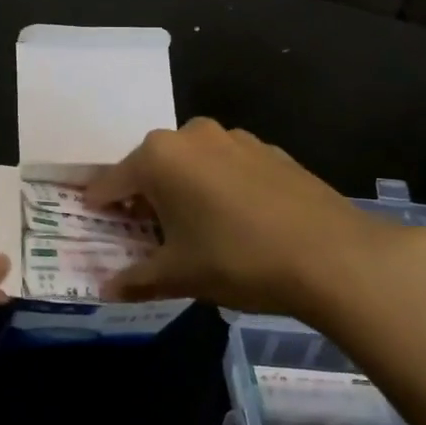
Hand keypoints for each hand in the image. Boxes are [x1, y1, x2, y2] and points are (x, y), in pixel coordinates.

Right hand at [84, 117, 425, 319]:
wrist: (331, 255)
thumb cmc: (237, 260)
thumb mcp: (179, 274)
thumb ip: (136, 279)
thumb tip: (105, 290)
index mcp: (159, 158)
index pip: (112, 182)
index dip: (99, 206)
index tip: (94, 224)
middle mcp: (192, 135)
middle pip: (151, 166)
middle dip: (143, 197)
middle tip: (145, 232)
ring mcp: (235, 138)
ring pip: (191, 163)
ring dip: (182, 188)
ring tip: (192, 227)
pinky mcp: (269, 150)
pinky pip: (227, 166)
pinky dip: (218, 186)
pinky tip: (235, 219)